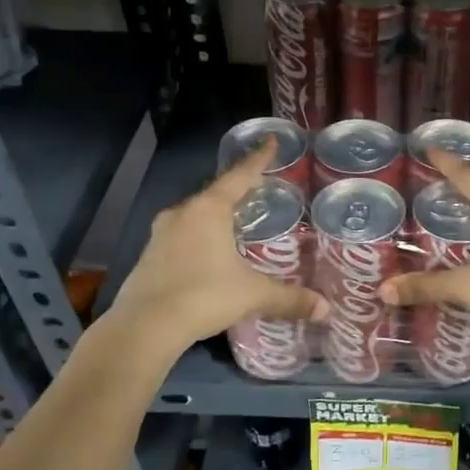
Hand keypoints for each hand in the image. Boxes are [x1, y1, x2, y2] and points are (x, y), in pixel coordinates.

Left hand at [106, 145, 327, 353]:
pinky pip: (180, 238)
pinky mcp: (148, 257)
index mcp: (209, 210)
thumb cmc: (204, 296)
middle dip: (236, 192)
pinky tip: (209, 256)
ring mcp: (160, 235)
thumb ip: (289, 298)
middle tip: (257, 191)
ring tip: (234, 224)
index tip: (270, 142)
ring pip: (194, 217)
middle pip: (214, 194)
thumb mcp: (253, 295)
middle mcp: (182, 214)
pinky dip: (198, 240)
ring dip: (214, 218)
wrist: (144, 327)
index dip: (258, 159)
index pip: (239, 176)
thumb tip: (326, 309)